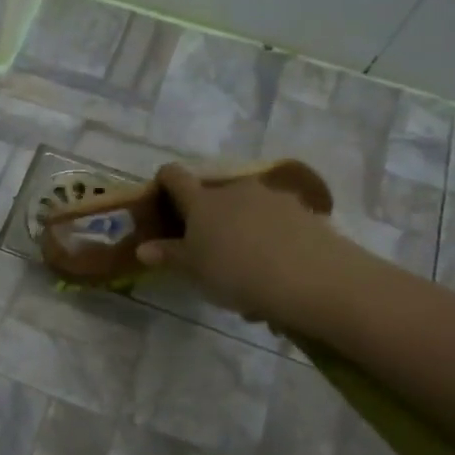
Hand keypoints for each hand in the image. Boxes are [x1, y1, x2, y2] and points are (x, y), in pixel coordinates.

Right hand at [136, 162, 369, 333]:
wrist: (312, 278)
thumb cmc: (236, 271)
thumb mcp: (194, 270)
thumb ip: (169, 255)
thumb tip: (143, 248)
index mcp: (202, 201)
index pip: (175, 176)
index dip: (164, 181)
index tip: (160, 196)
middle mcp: (235, 190)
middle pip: (214, 194)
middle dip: (208, 215)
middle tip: (206, 247)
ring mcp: (273, 198)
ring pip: (247, 209)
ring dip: (241, 229)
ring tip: (245, 267)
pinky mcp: (304, 213)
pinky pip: (277, 223)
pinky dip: (270, 240)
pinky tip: (275, 272)